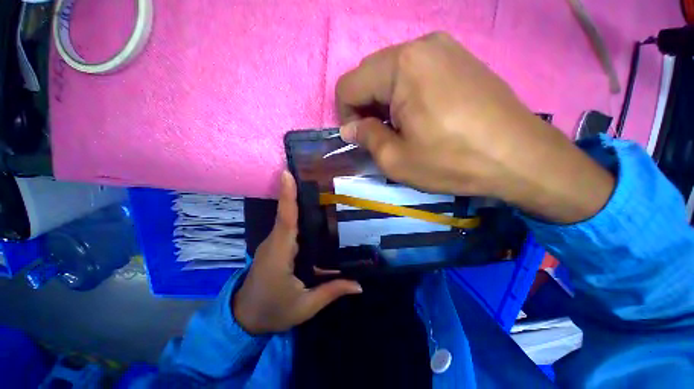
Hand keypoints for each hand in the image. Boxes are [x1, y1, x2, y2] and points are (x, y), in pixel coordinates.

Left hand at [233, 171, 361, 334]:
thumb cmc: (273, 312)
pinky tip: (315, 218)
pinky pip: (287, 228)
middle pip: (287, 215)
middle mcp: (274, 244)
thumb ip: (331, 291)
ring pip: (287, 220)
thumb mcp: (305, 306)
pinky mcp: (274, 247)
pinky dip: (298, 218)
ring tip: (321, 193)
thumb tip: (359, 285)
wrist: (244, 320)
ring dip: (299, 205)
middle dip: (298, 194)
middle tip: (318, 179)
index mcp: (279, 256)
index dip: (287, 197)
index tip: (287, 174)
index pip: (285, 221)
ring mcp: (272, 244)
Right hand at [336, 32, 613, 223]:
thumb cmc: (452, 160)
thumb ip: (366, 137)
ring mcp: (444, 47)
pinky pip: (415, 71)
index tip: (358, 137)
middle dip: (365, 106)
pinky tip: (419, 115)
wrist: (519, 157)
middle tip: (379, 135)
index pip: (349, 85)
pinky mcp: (459, 58)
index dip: (345, 114)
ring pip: (391, 72)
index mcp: (401, 66)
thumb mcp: (396, 159)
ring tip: (400, 127)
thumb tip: (349, 127)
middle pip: (369, 74)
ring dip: (384, 101)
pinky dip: (405, 93)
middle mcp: (420, 44)